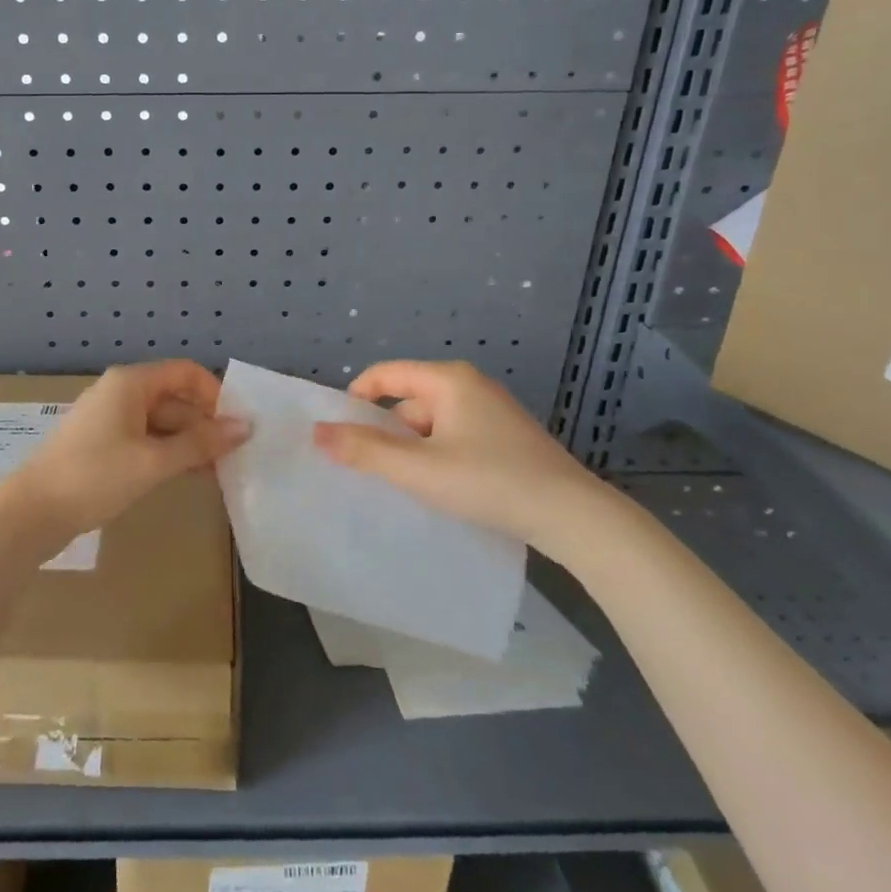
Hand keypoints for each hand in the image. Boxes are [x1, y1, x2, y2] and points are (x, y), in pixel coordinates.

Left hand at [2, 361, 250, 555]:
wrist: (32, 512)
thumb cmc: (94, 477)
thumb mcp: (153, 461)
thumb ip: (201, 444)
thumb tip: (245, 426)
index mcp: (131, 383)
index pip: (186, 373)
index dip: (215, 395)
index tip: (236, 427)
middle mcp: (121, 393)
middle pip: (175, 398)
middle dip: (205, 424)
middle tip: (234, 457)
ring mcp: (110, 419)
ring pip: (162, 422)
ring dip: (189, 443)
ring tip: (219, 472)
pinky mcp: (103, 445)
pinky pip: (146, 440)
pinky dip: (168, 454)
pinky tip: (189, 476)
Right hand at [312, 360, 616, 560]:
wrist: (573, 517)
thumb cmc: (489, 481)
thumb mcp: (418, 469)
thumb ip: (365, 450)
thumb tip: (317, 432)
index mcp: (448, 380)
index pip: (385, 374)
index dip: (355, 399)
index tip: (339, 434)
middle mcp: (470, 386)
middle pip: (408, 400)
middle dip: (385, 432)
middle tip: (368, 469)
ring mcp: (492, 412)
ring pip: (432, 423)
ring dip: (412, 449)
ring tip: (402, 484)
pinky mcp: (506, 439)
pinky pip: (454, 437)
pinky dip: (437, 456)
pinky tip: (439, 487)